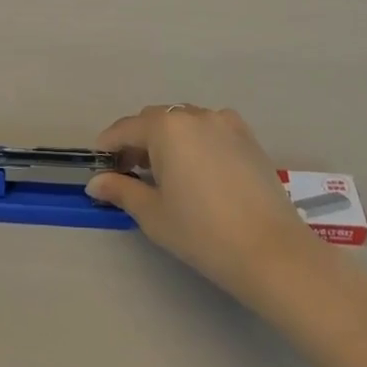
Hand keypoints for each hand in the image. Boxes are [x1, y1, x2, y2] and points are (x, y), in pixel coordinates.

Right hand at [86, 105, 326, 308]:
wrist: (271, 251)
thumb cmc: (202, 232)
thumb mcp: (153, 214)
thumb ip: (121, 190)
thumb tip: (96, 183)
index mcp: (167, 127)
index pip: (126, 129)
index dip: (109, 146)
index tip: (100, 165)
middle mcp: (195, 115)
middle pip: (155, 120)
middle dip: (138, 141)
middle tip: (130, 173)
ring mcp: (226, 123)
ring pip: (184, 122)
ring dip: (168, 140)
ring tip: (165, 174)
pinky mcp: (248, 137)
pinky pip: (210, 130)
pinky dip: (195, 142)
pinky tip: (198, 172)